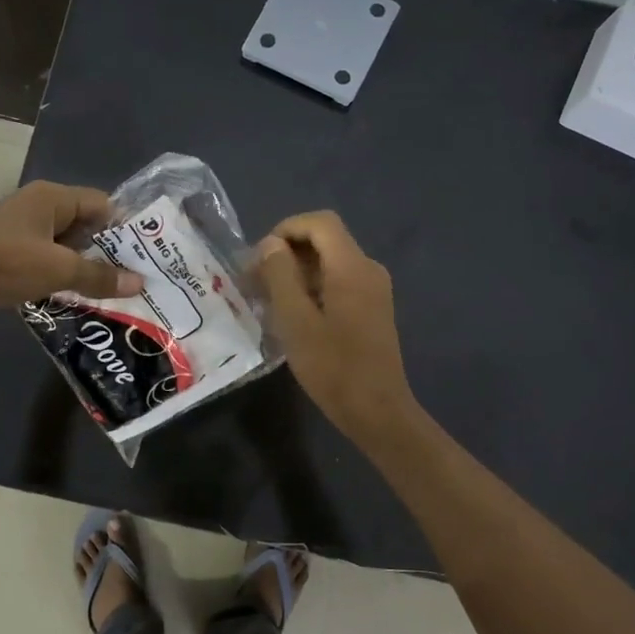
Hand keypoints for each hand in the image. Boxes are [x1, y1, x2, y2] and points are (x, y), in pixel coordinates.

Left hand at [0, 181, 141, 316]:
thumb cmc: (4, 264)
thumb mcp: (58, 270)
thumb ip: (99, 276)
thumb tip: (138, 283)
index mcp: (53, 198)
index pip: (103, 205)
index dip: (126, 229)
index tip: (147, 255)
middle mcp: (39, 206)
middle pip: (86, 224)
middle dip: (108, 251)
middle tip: (135, 277)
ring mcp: (22, 228)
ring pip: (66, 244)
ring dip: (85, 266)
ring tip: (113, 291)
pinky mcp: (9, 250)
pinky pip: (47, 258)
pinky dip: (62, 274)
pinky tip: (76, 296)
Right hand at [255, 211, 418, 446]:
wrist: (377, 410)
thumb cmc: (333, 367)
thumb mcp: (295, 321)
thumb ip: (281, 275)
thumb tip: (272, 244)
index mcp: (352, 266)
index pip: (319, 223)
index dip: (286, 229)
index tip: (259, 257)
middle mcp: (368, 269)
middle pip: (325, 240)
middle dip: (288, 252)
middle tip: (256, 281)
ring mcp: (374, 289)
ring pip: (330, 262)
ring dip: (298, 272)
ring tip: (268, 300)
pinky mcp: (373, 308)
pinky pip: (339, 282)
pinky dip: (313, 287)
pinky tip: (293, 315)